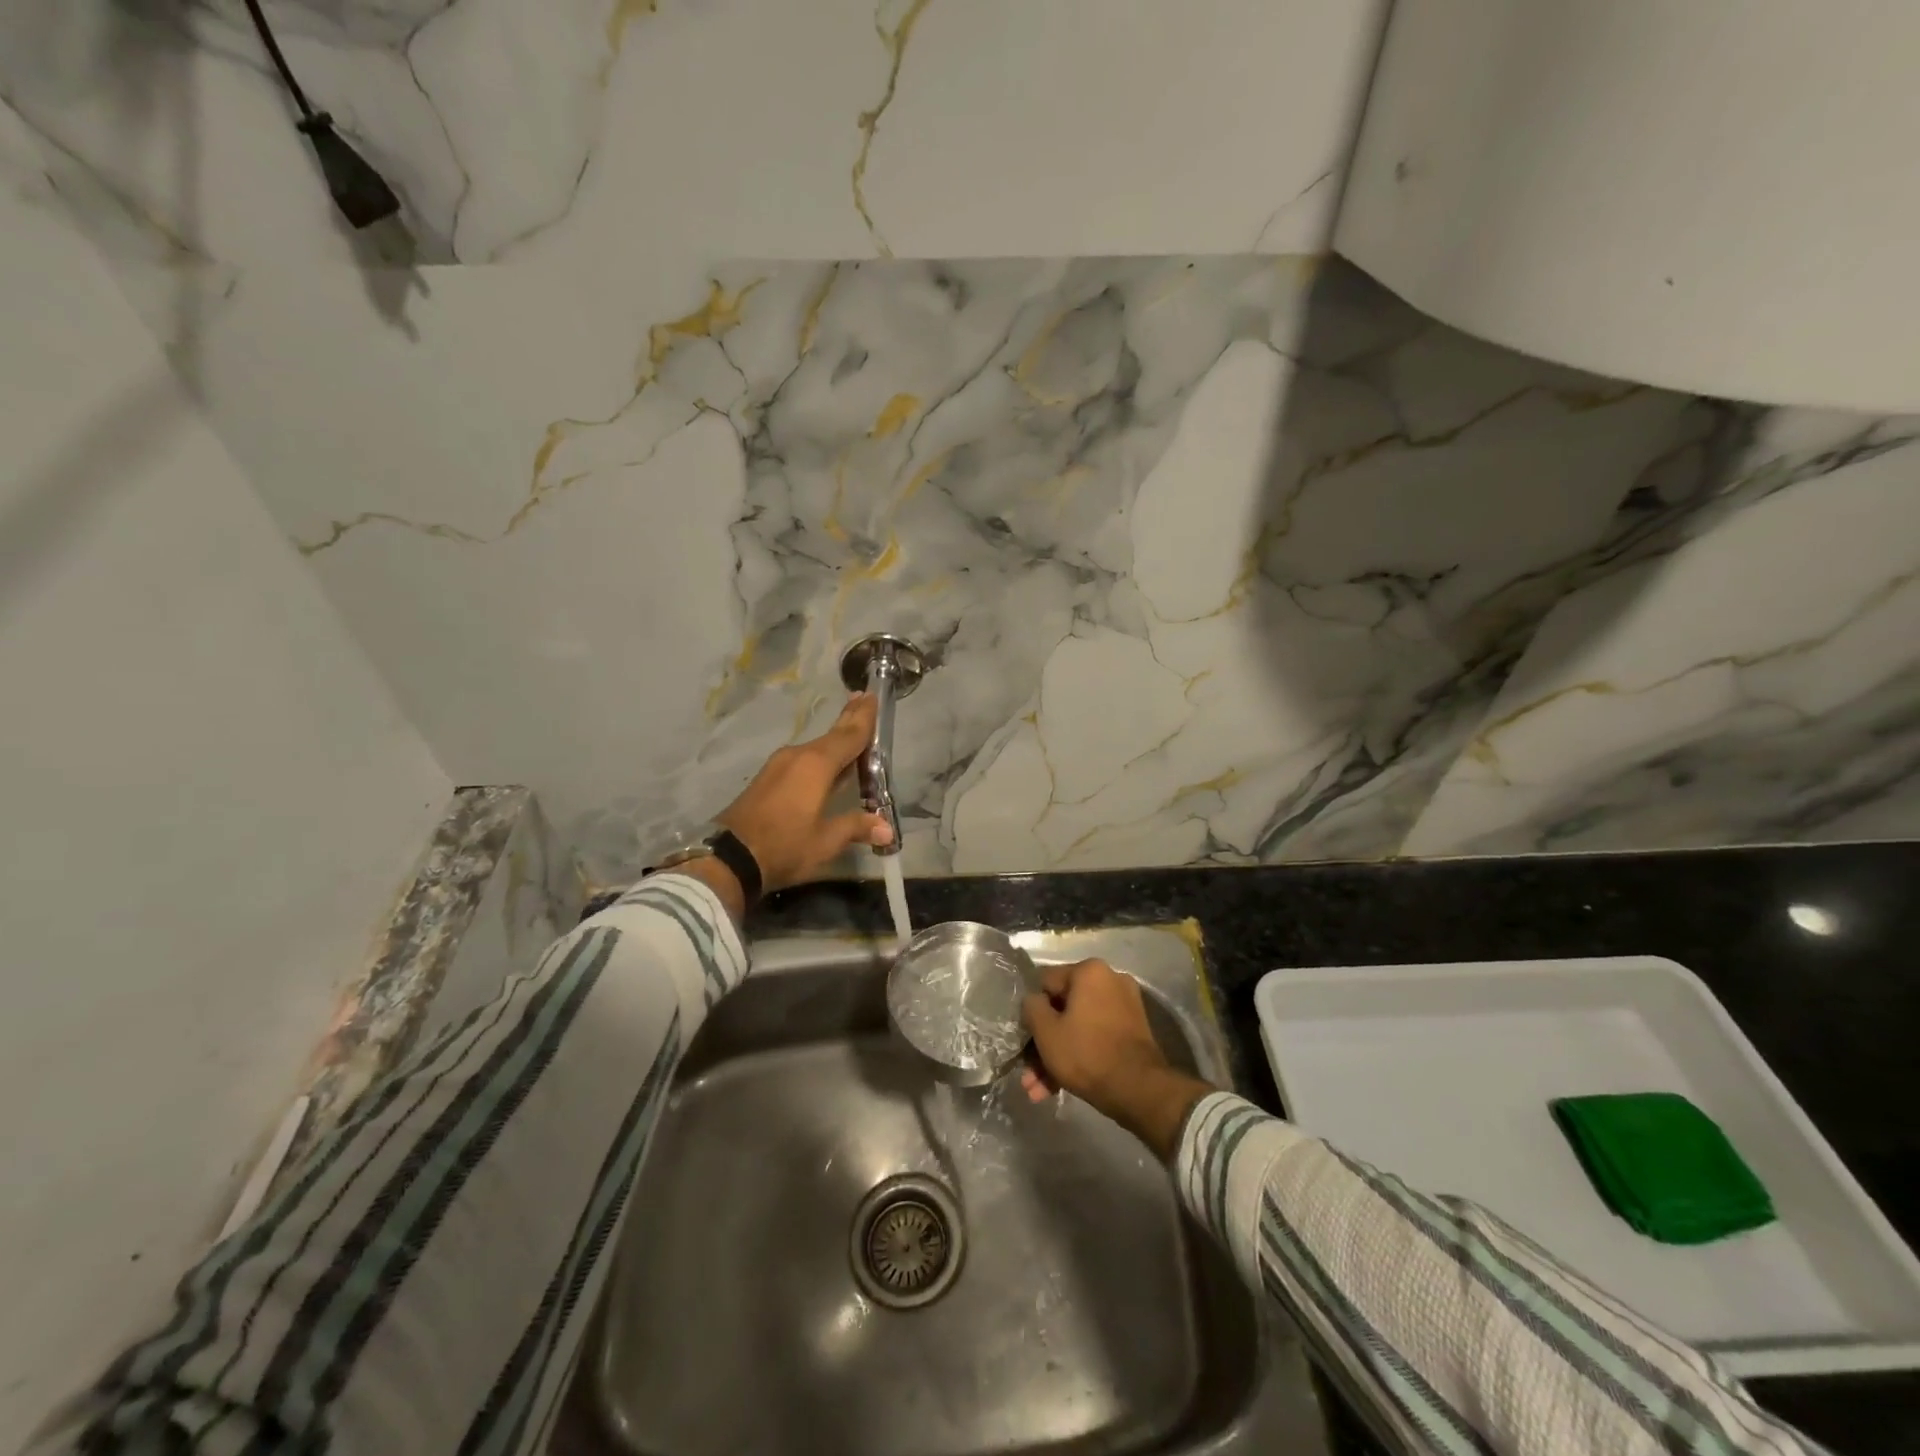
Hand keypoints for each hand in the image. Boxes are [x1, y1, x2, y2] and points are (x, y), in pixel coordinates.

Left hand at [717, 692, 893, 895]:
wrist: (728, 857)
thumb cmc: (784, 845)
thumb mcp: (825, 841)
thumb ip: (856, 827)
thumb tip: (887, 829)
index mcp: (816, 764)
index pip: (849, 735)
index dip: (864, 717)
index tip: (873, 695)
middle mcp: (798, 756)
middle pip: (831, 735)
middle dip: (849, 718)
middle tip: (863, 697)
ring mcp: (779, 765)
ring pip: (816, 748)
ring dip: (835, 741)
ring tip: (851, 733)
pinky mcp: (768, 778)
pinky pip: (803, 760)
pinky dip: (820, 757)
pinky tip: (827, 765)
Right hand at [1021, 959, 1212, 1160]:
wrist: (1139, 1090)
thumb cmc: (1086, 1053)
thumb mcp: (1046, 1031)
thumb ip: (1031, 1007)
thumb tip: (1034, 1000)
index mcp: (1089, 971)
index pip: (1046, 983)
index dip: (1032, 1011)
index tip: (1024, 1037)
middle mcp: (1110, 980)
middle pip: (1063, 1009)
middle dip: (1044, 1042)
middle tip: (1028, 1071)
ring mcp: (1124, 1006)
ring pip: (1079, 1027)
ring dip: (1057, 1055)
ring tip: (1037, 1090)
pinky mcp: (1133, 1030)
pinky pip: (1096, 1036)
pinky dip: (1079, 1055)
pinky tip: (1056, 1088)